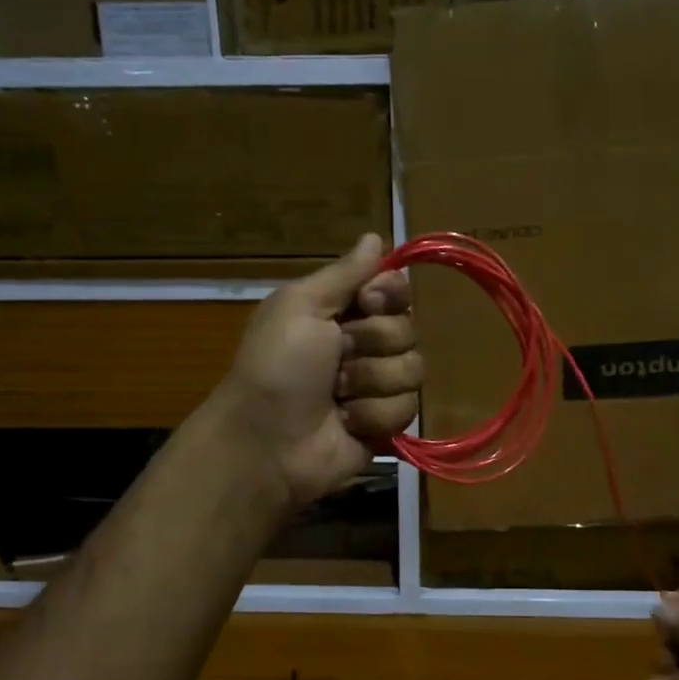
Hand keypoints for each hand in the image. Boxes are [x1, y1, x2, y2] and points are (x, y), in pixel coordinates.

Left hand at [213, 234, 419, 507]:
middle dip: (373, 344)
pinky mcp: (385, 424)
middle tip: (337, 358)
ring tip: (337, 396)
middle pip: (408, 329)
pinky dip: (372, 415)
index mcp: (340, 312)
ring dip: (370, 383)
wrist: (265, 442)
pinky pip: (407, 408)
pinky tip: (346, 422)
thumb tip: (374, 237)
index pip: (394, 290)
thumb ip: (344, 273)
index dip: (389, 295)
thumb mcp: (300, 306)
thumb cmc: (276, 367)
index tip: (367, 303)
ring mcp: (376, 387)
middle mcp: (363, 346)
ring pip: (413, 370)